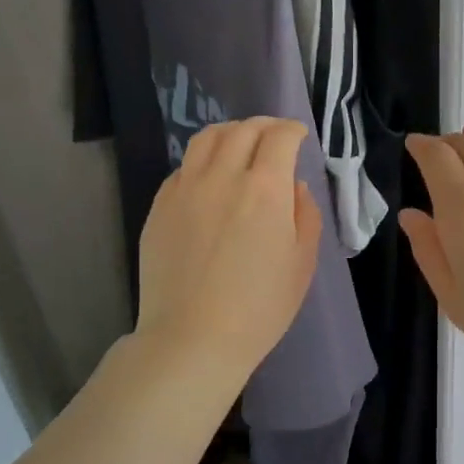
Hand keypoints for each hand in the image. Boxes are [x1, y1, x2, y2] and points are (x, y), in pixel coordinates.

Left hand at [135, 118, 321, 397]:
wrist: (193, 338)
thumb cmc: (260, 307)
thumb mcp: (302, 262)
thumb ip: (304, 213)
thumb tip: (292, 185)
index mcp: (264, 188)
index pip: (280, 137)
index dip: (293, 129)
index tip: (300, 135)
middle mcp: (223, 176)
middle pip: (243, 130)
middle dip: (264, 125)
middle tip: (274, 135)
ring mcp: (185, 189)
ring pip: (206, 139)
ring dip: (230, 132)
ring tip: (239, 143)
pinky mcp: (160, 206)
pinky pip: (183, 167)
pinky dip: (203, 161)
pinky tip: (209, 178)